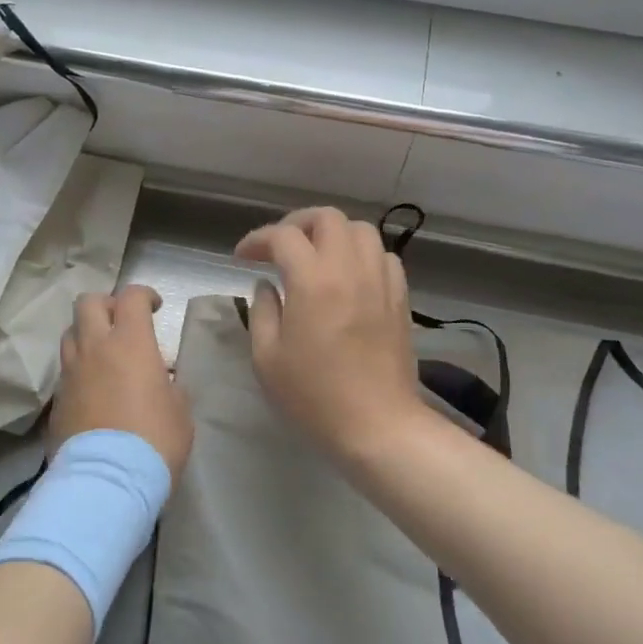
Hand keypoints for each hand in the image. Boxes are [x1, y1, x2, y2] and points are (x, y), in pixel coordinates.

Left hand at [51, 286, 193, 480]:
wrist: (107, 480)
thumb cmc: (155, 440)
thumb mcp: (179, 409)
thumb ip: (168, 384)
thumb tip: (159, 381)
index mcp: (130, 342)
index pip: (131, 297)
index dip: (144, 295)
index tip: (155, 307)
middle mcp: (94, 348)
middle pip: (88, 303)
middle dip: (106, 304)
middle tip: (122, 322)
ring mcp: (70, 373)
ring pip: (70, 334)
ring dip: (87, 335)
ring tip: (103, 355)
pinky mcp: (55, 401)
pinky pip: (65, 371)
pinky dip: (79, 371)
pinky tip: (93, 391)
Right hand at [235, 207, 427, 462]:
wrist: (377, 425)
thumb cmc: (314, 396)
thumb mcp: (267, 358)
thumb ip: (262, 312)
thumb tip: (266, 286)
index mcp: (313, 281)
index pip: (283, 236)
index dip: (258, 239)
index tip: (242, 257)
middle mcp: (349, 269)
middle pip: (327, 218)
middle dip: (297, 224)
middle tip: (279, 246)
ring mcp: (380, 280)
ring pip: (361, 230)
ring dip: (333, 234)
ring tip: (316, 256)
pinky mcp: (400, 297)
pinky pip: (383, 256)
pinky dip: (361, 254)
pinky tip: (349, 276)